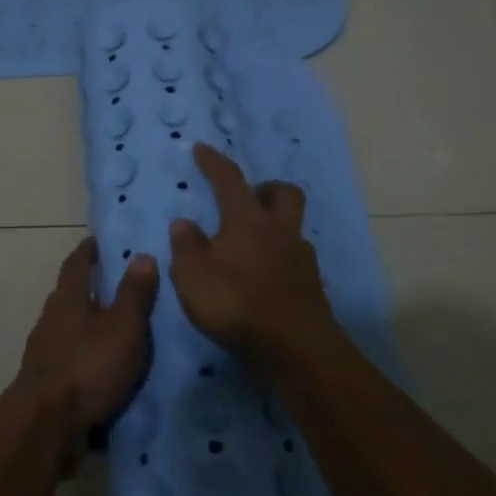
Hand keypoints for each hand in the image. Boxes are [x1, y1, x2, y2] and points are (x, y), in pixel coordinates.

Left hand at [16, 238, 157, 461]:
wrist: (45, 424)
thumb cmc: (88, 366)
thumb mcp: (123, 327)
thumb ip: (134, 293)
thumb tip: (142, 255)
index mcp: (68, 298)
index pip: (77, 263)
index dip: (88, 250)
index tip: (99, 241)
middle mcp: (50, 318)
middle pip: (68, 294)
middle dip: (88, 287)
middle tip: (114, 284)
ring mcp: (43, 351)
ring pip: (66, 327)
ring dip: (85, 324)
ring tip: (112, 329)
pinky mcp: (43, 381)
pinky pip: (66, 357)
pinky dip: (82, 354)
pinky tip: (98, 366)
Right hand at [168, 143, 338, 367]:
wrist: (294, 347)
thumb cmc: (236, 303)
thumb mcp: (193, 276)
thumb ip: (186, 246)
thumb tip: (184, 223)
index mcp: (247, 219)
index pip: (229, 179)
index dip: (214, 162)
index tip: (202, 149)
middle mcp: (279, 229)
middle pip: (282, 192)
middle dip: (265, 188)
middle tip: (247, 198)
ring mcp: (301, 257)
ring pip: (292, 226)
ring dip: (274, 226)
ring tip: (251, 245)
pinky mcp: (311, 284)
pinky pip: (296, 257)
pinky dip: (280, 258)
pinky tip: (265, 277)